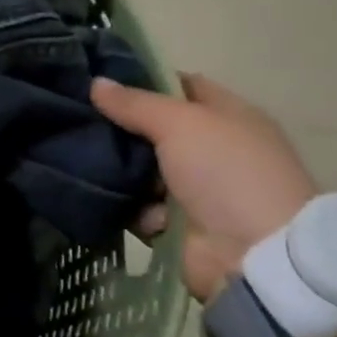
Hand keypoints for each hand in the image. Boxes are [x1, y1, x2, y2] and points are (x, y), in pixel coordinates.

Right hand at [92, 73, 317, 301]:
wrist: (256, 256)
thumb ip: (135, 103)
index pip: (182, 86)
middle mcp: (215, 149)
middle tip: (81, 121)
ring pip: (145, 170)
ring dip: (122, 172)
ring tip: (90, 164)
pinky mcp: (183, 226)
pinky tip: (122, 206)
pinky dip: (135, 209)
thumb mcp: (179, 123)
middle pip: (157, 129)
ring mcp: (200, 190)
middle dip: (122, 128)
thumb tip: (96, 83)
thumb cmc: (225, 172)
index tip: (102, 80)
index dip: (145, 81)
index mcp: (229, 116)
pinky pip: (145, 208)